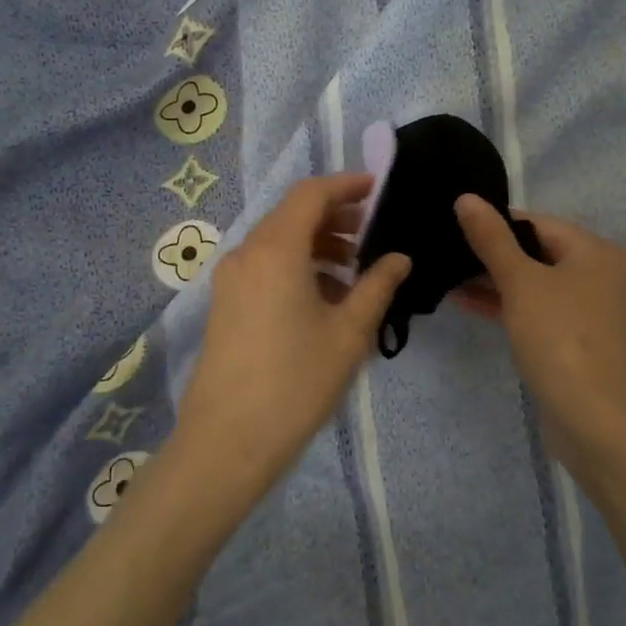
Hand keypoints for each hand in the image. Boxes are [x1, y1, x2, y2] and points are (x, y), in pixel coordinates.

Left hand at [176, 174, 410, 492]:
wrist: (228, 440)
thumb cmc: (297, 381)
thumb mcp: (349, 333)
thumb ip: (377, 286)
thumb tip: (399, 258)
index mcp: (276, 248)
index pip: (311, 194)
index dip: (346, 185)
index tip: (378, 189)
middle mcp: (247, 253)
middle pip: (292, 214)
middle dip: (334, 216)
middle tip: (373, 232)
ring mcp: (231, 279)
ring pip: (278, 241)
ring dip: (316, 243)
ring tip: (354, 269)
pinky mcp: (225, 304)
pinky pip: (265, 266)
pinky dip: (296, 265)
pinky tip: (324, 297)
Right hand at [453, 195, 625, 469]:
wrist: (592, 419)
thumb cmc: (559, 338)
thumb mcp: (520, 282)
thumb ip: (491, 239)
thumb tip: (466, 198)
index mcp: (596, 251)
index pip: (537, 222)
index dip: (495, 223)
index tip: (453, 226)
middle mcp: (599, 273)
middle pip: (536, 251)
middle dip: (491, 253)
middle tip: (446, 251)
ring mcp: (588, 309)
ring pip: (534, 282)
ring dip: (494, 280)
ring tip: (447, 276)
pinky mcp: (575, 338)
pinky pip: (536, 308)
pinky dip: (506, 304)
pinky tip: (466, 302)